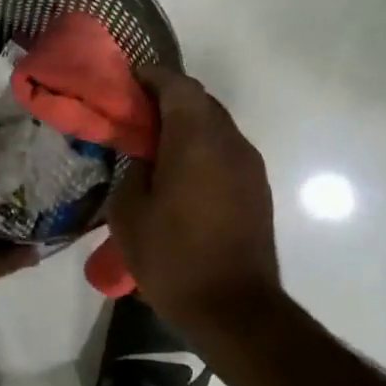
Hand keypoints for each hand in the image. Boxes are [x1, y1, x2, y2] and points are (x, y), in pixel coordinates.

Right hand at [109, 66, 279, 329]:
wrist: (233, 308)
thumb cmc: (172, 257)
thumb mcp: (129, 213)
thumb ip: (132, 170)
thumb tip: (142, 155)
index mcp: (197, 139)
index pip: (177, 86)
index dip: (151, 77)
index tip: (127, 80)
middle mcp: (231, 143)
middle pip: (200, 102)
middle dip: (168, 99)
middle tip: (135, 113)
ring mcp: (250, 166)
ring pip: (216, 126)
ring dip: (187, 124)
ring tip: (154, 143)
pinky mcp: (257, 190)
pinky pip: (226, 151)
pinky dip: (201, 147)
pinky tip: (179, 171)